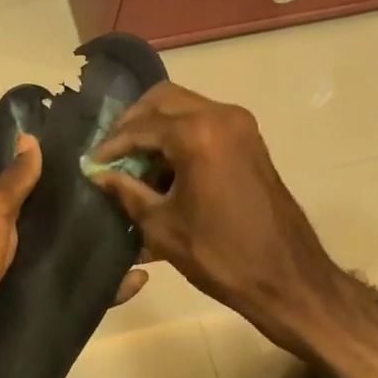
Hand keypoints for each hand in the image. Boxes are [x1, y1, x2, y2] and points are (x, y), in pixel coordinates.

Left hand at [0, 136, 145, 377]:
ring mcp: (42, 279)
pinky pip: (88, 297)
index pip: (50, 196)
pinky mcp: (53, 310)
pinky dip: (113, 290)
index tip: (115, 162)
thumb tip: (30, 137)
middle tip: (145, 200)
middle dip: (104, 217)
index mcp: (10, 220)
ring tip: (153, 236)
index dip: (77, 182)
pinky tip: (141, 279)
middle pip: (72, 229)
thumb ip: (13, 182)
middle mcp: (28, 247)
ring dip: (114, 252)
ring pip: (85, 261)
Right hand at [92, 84, 377, 377]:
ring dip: (157, 127)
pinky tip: (164, 168)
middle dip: (133, 122)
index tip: (91, 162)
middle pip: (163, 99)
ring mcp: (240, 126)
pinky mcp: (250, 140)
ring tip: (135, 162)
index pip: (140, 126)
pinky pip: (205, 122)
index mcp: (198, 134)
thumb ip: (126, 192)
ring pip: (185, 107)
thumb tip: (99, 174)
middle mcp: (221, 116)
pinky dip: (180, 135)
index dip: (111, 144)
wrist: (287, 277)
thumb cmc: (220, 255)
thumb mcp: (162, 226)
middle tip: (112, 151)